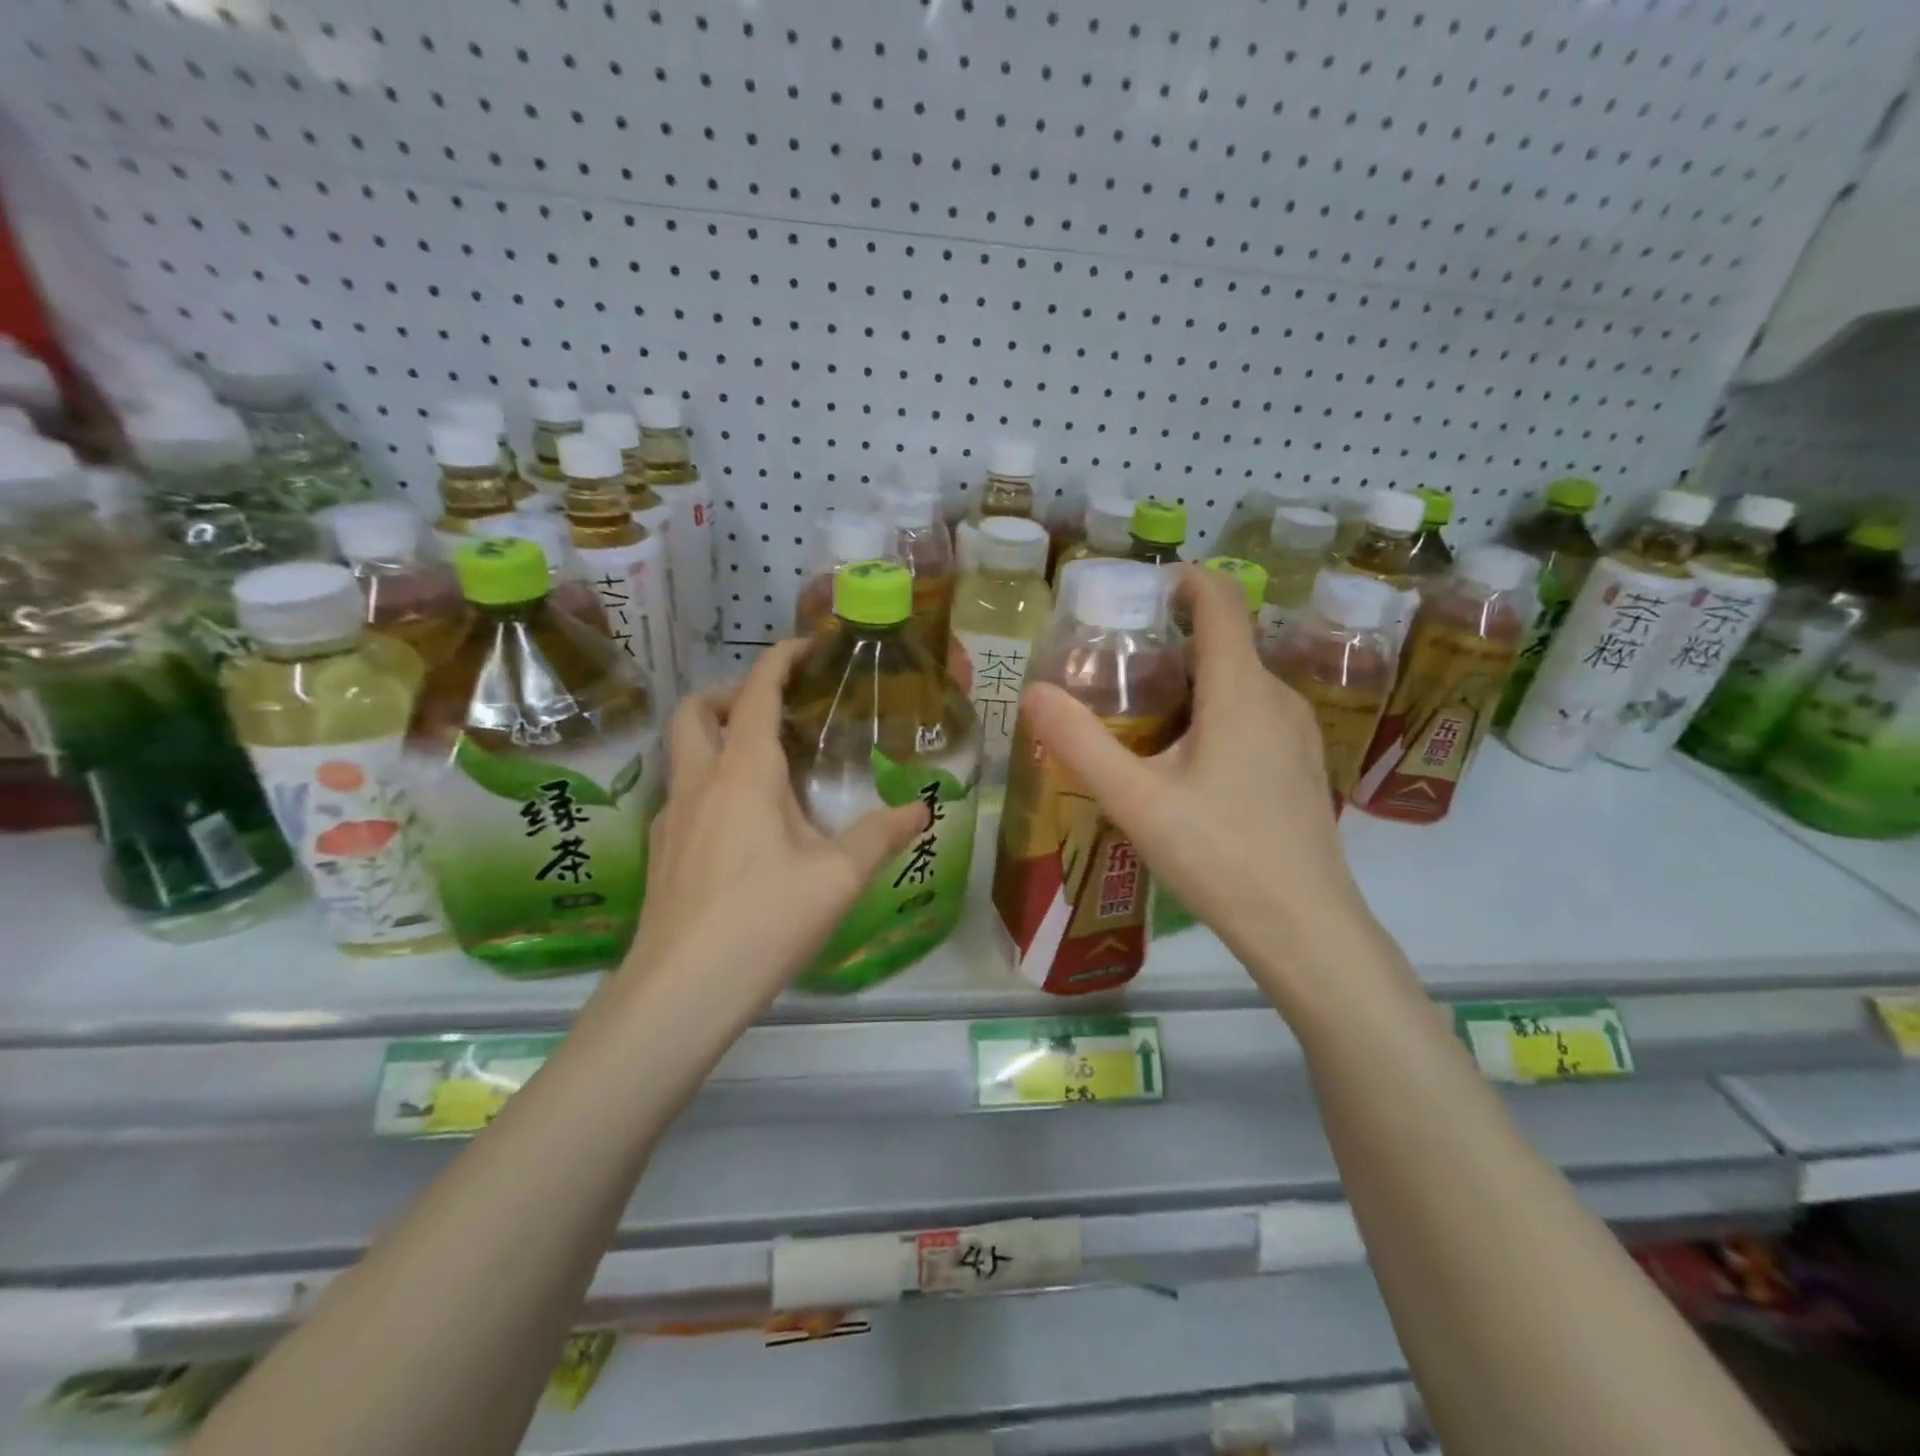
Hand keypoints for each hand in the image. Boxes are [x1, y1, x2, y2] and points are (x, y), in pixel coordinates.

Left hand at [625, 639, 928, 1005]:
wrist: (680, 993)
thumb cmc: (765, 920)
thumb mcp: (838, 877)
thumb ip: (882, 835)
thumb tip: (921, 810)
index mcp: (743, 773)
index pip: (755, 693)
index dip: (779, 659)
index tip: (806, 645)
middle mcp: (699, 783)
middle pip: (694, 711)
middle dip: (728, 693)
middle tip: (772, 709)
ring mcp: (670, 817)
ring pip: (681, 752)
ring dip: (714, 736)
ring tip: (765, 767)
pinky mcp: (661, 852)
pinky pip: (682, 794)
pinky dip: (709, 782)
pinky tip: (742, 826)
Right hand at [1021, 566, 1381, 993]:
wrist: (1305, 929)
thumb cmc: (1219, 856)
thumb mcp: (1135, 801)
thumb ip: (1079, 744)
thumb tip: (1032, 692)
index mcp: (1240, 689)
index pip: (1220, 599)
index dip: (1182, 579)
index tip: (1136, 590)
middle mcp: (1277, 696)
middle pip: (1221, 641)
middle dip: (1167, 642)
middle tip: (1112, 671)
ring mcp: (1297, 732)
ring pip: (1236, 681)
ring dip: (1188, 681)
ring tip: (1137, 717)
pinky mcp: (1300, 764)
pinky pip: (1251, 713)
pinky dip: (1212, 712)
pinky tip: (1182, 762)